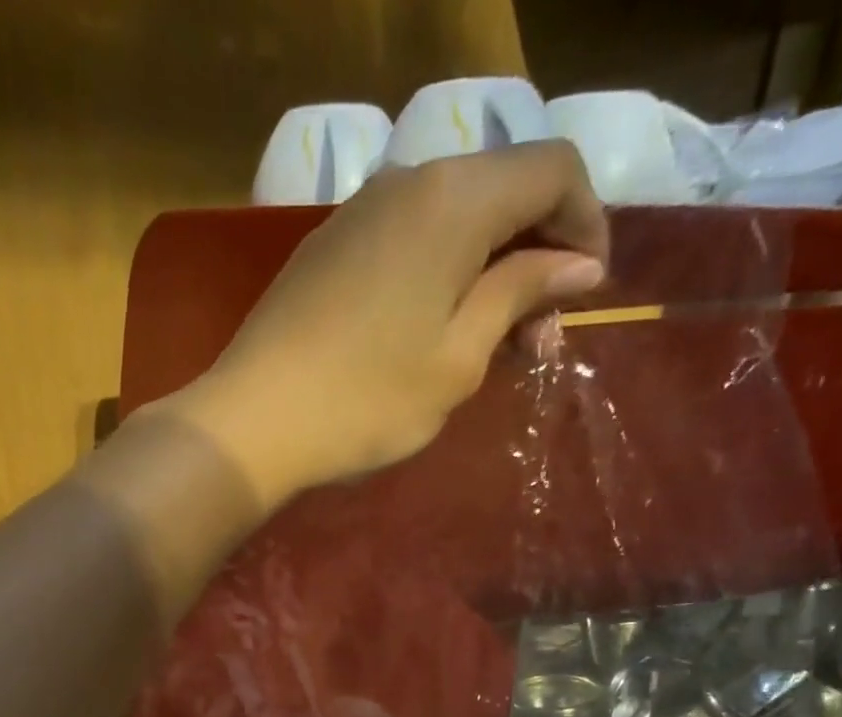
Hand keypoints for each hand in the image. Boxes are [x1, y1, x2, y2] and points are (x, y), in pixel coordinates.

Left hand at [160, 141, 606, 507]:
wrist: (253, 421)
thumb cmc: (367, 400)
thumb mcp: (459, 357)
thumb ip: (521, 294)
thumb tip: (577, 264)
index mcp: (455, 198)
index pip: (554, 170)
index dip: (587, 223)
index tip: (588, 294)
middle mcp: (409, 181)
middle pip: (502, 192)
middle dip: (538, 257)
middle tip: (539, 342)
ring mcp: (361, 212)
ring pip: (454, 221)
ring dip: (489, 273)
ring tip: (494, 348)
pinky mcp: (330, 248)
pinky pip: (409, 242)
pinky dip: (443, 277)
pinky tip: (439, 333)